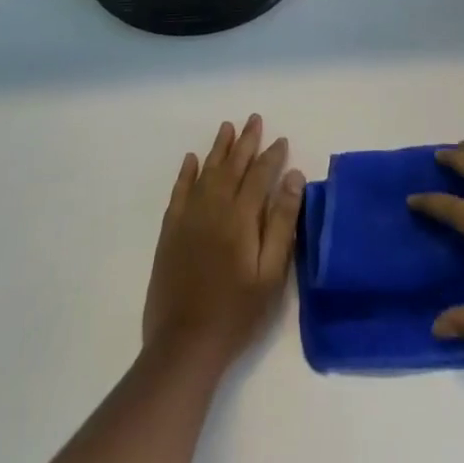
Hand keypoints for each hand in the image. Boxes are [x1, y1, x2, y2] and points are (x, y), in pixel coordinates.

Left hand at [142, 115, 304, 371]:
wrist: (185, 343)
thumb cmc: (237, 312)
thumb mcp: (271, 273)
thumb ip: (282, 222)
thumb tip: (293, 177)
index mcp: (241, 217)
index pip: (260, 175)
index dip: (271, 156)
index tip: (281, 139)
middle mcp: (214, 207)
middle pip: (232, 166)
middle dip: (245, 141)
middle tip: (254, 119)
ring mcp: (188, 218)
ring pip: (206, 172)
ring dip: (218, 148)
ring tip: (227, 127)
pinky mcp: (170, 232)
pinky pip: (179, 191)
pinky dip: (186, 173)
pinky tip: (191, 159)